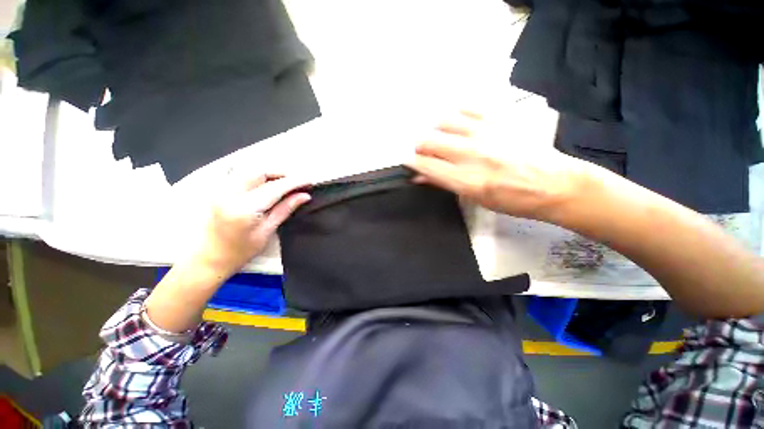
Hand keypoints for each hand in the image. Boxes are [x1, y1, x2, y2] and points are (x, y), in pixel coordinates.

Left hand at [195, 172, 310, 275]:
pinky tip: (269, 183)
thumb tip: (304, 196)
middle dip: (282, 173)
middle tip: (298, 182)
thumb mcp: (267, 231)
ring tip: (286, 183)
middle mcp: (230, 194)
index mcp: (244, 209)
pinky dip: (259, 175)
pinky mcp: (220, 189)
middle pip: (260, 171)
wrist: (208, 258)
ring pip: (251, 170)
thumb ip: (285, 209)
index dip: (294, 182)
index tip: (309, 181)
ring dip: (271, 173)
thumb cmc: (240, 251)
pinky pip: (243, 174)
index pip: (274, 187)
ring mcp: (222, 189)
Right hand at [406, 111, 591, 220]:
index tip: (407, 161)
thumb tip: (421, 176)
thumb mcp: (475, 198)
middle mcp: (470, 153)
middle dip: (419, 147)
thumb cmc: (512, 200)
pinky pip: (467, 106)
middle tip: (424, 153)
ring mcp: (485, 132)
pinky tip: (459, 123)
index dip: (411, 162)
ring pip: (443, 121)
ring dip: (435, 130)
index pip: (425, 165)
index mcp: (465, 179)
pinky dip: (456, 114)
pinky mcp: (499, 118)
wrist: (555, 184)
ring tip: (442, 138)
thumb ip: (444, 183)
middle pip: (428, 141)